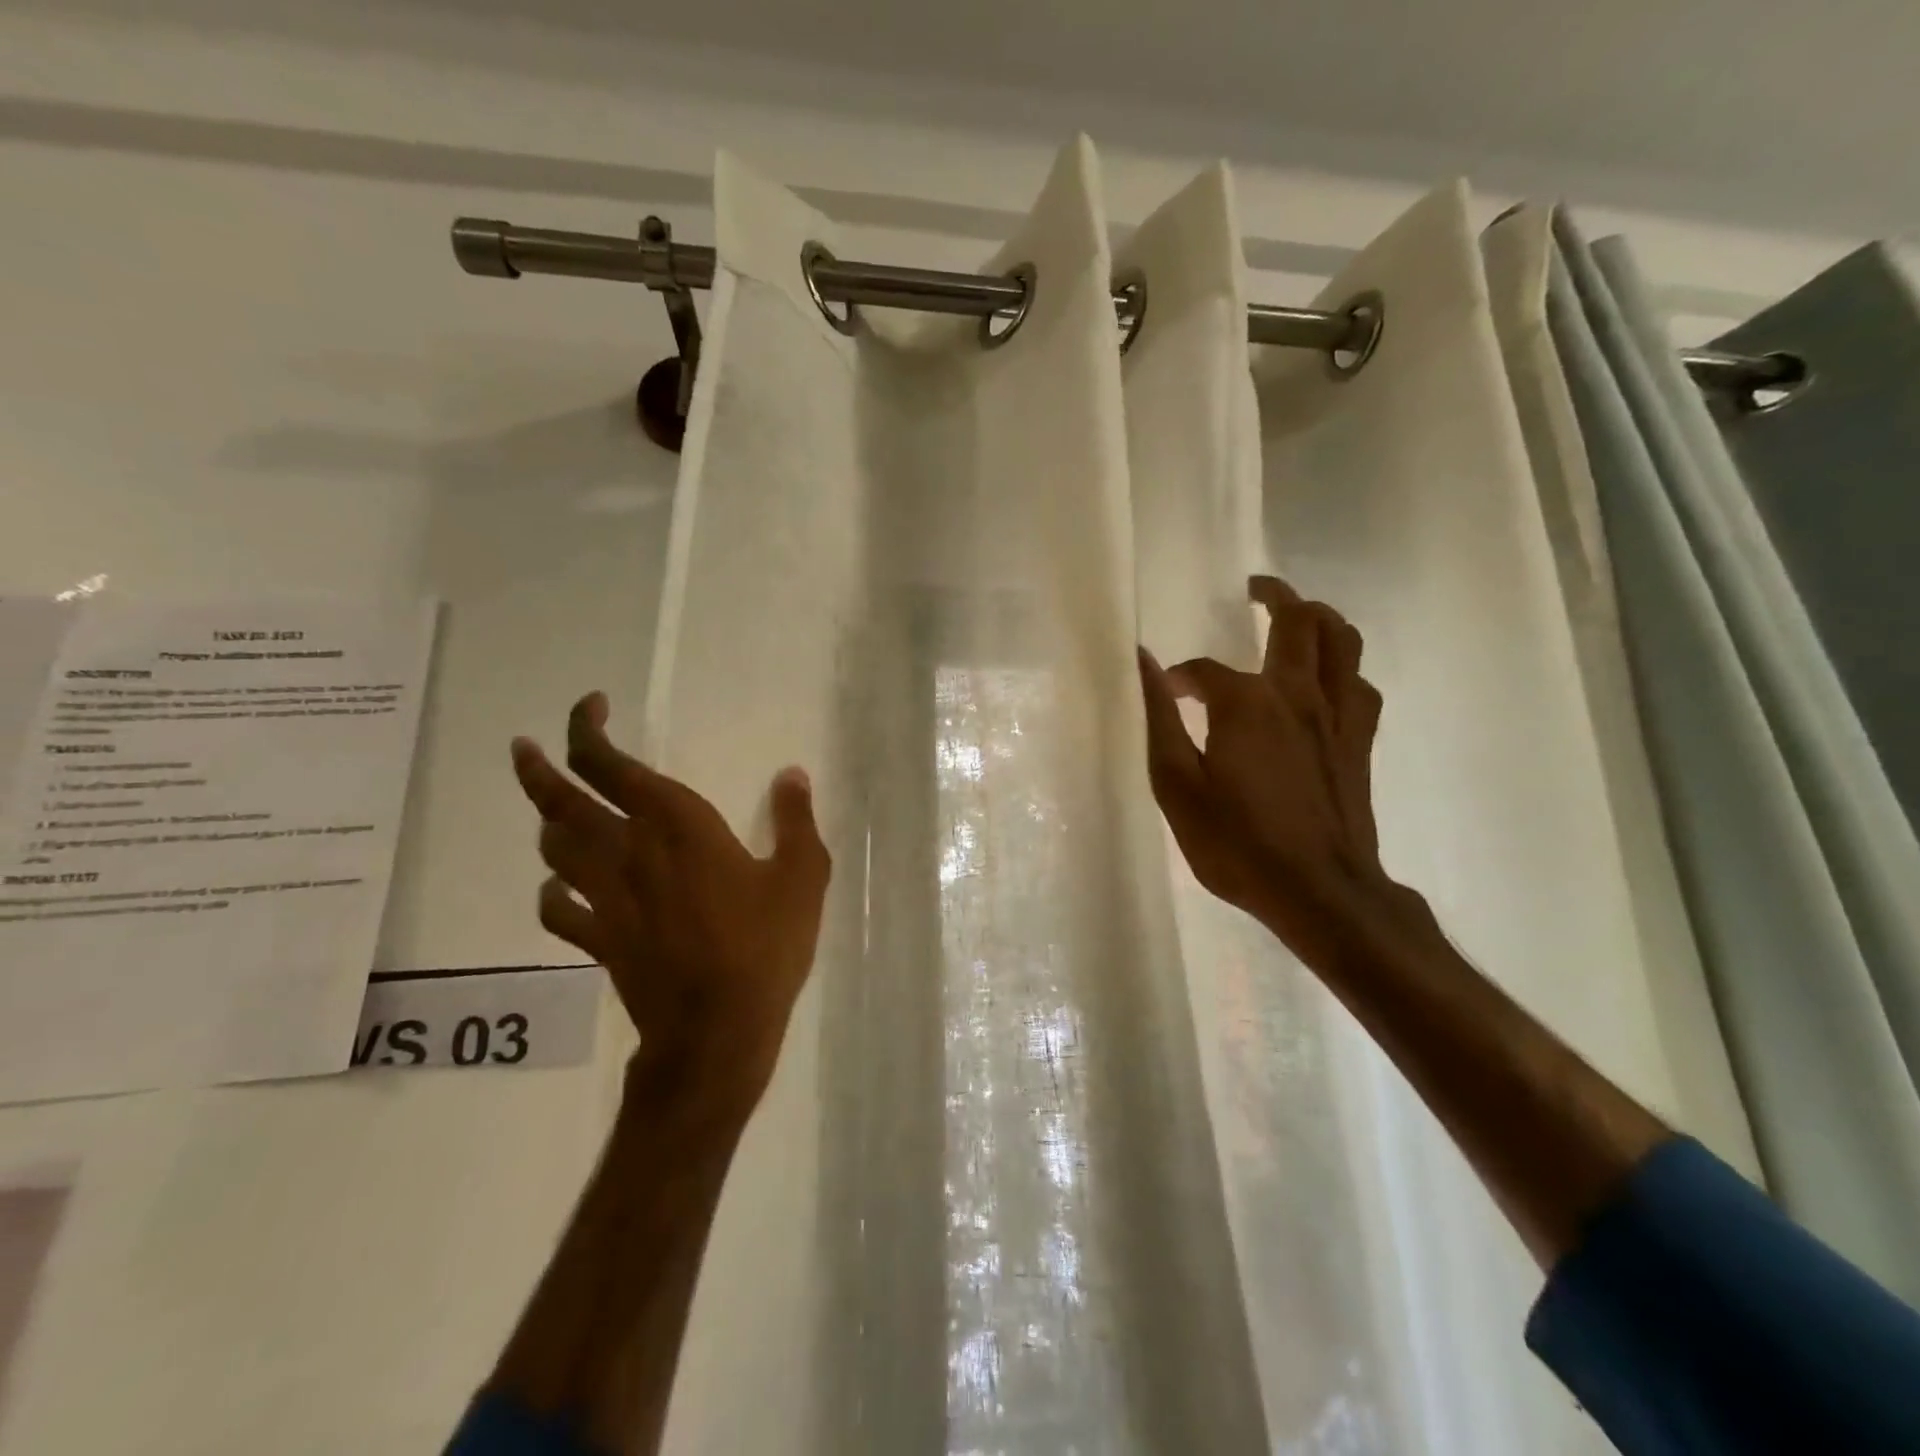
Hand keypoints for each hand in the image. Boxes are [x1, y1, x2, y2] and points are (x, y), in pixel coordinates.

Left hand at [510, 692, 830, 1105]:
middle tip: (524, 748)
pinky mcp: (598, 941)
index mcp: (675, 825)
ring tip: (554, 812)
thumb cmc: (764, 946)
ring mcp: (605, 899)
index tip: (592, 707)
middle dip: (538, 768)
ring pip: (553, 850)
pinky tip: (561, 888)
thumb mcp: (802, 877)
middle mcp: (628, 852)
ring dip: (547, 824)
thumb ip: (796, 820)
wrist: (717, 1031)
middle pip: (560, 802)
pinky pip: (557, 908)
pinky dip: (553, 891)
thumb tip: (792, 774)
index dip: (587, 729)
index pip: (610, 765)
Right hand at [1139, 576, 1390, 964]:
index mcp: (1246, 703)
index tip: (1166, 693)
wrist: (1319, 891)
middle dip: (1274, 595)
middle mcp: (1297, 694)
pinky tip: (1324, 680)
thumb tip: (1143, 662)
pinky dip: (1341, 666)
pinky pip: (1359, 682)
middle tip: (1253, 589)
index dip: (1180, 678)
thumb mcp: (1177, 786)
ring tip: (1296, 615)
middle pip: (1298, 621)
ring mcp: (1337, 714)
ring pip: (1342, 640)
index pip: (1204, 670)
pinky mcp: (1360, 739)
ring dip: (1319, 617)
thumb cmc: (1237, 844)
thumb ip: (1159, 719)